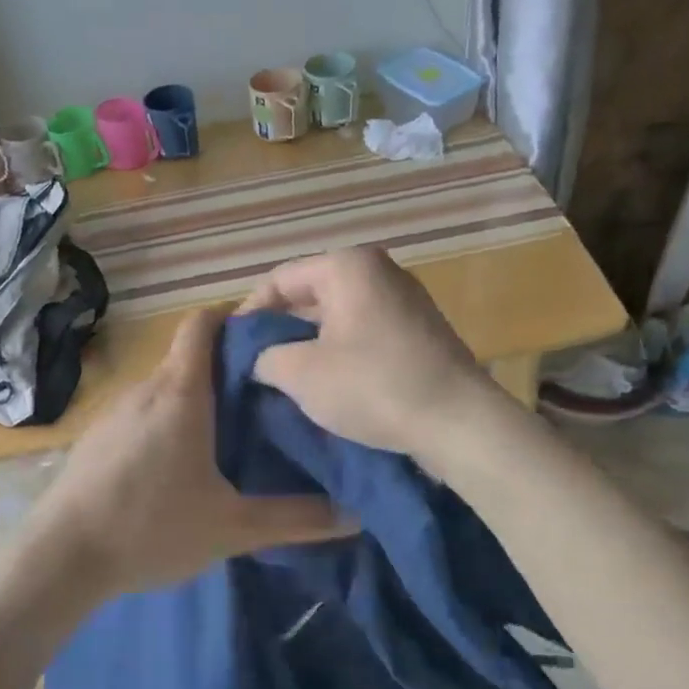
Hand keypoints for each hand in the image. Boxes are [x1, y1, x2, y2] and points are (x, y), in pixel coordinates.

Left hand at [25, 306, 346, 602]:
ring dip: (195, 397)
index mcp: (180, 393)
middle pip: (188, 357)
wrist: (60, 557)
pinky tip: (179, 462)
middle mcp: (145, 389)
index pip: (203, 323)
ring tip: (230, 430)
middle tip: (266, 396)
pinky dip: (166, 419)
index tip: (267, 336)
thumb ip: (295, 519)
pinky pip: (141, 412)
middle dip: (226, 367)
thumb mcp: (232, 527)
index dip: (233, 317)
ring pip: (164, 387)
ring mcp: (114, 412)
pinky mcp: (96, 437)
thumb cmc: (151, 528)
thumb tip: (356, 515)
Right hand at [238, 247, 500, 454]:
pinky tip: (326, 385)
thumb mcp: (299, 373)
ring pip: (337, 317)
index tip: (232, 348)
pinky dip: (339, 353)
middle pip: (309, 296)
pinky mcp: (419, 331)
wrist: (457, 423)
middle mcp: (378, 271)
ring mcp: (404, 300)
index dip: (249, 313)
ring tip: (285, 379)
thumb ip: (264, 357)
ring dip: (308, 345)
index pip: (279, 279)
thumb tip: (260, 360)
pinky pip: (363, 333)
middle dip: (280, 331)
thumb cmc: (372, 386)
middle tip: (255, 366)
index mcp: (347, 266)